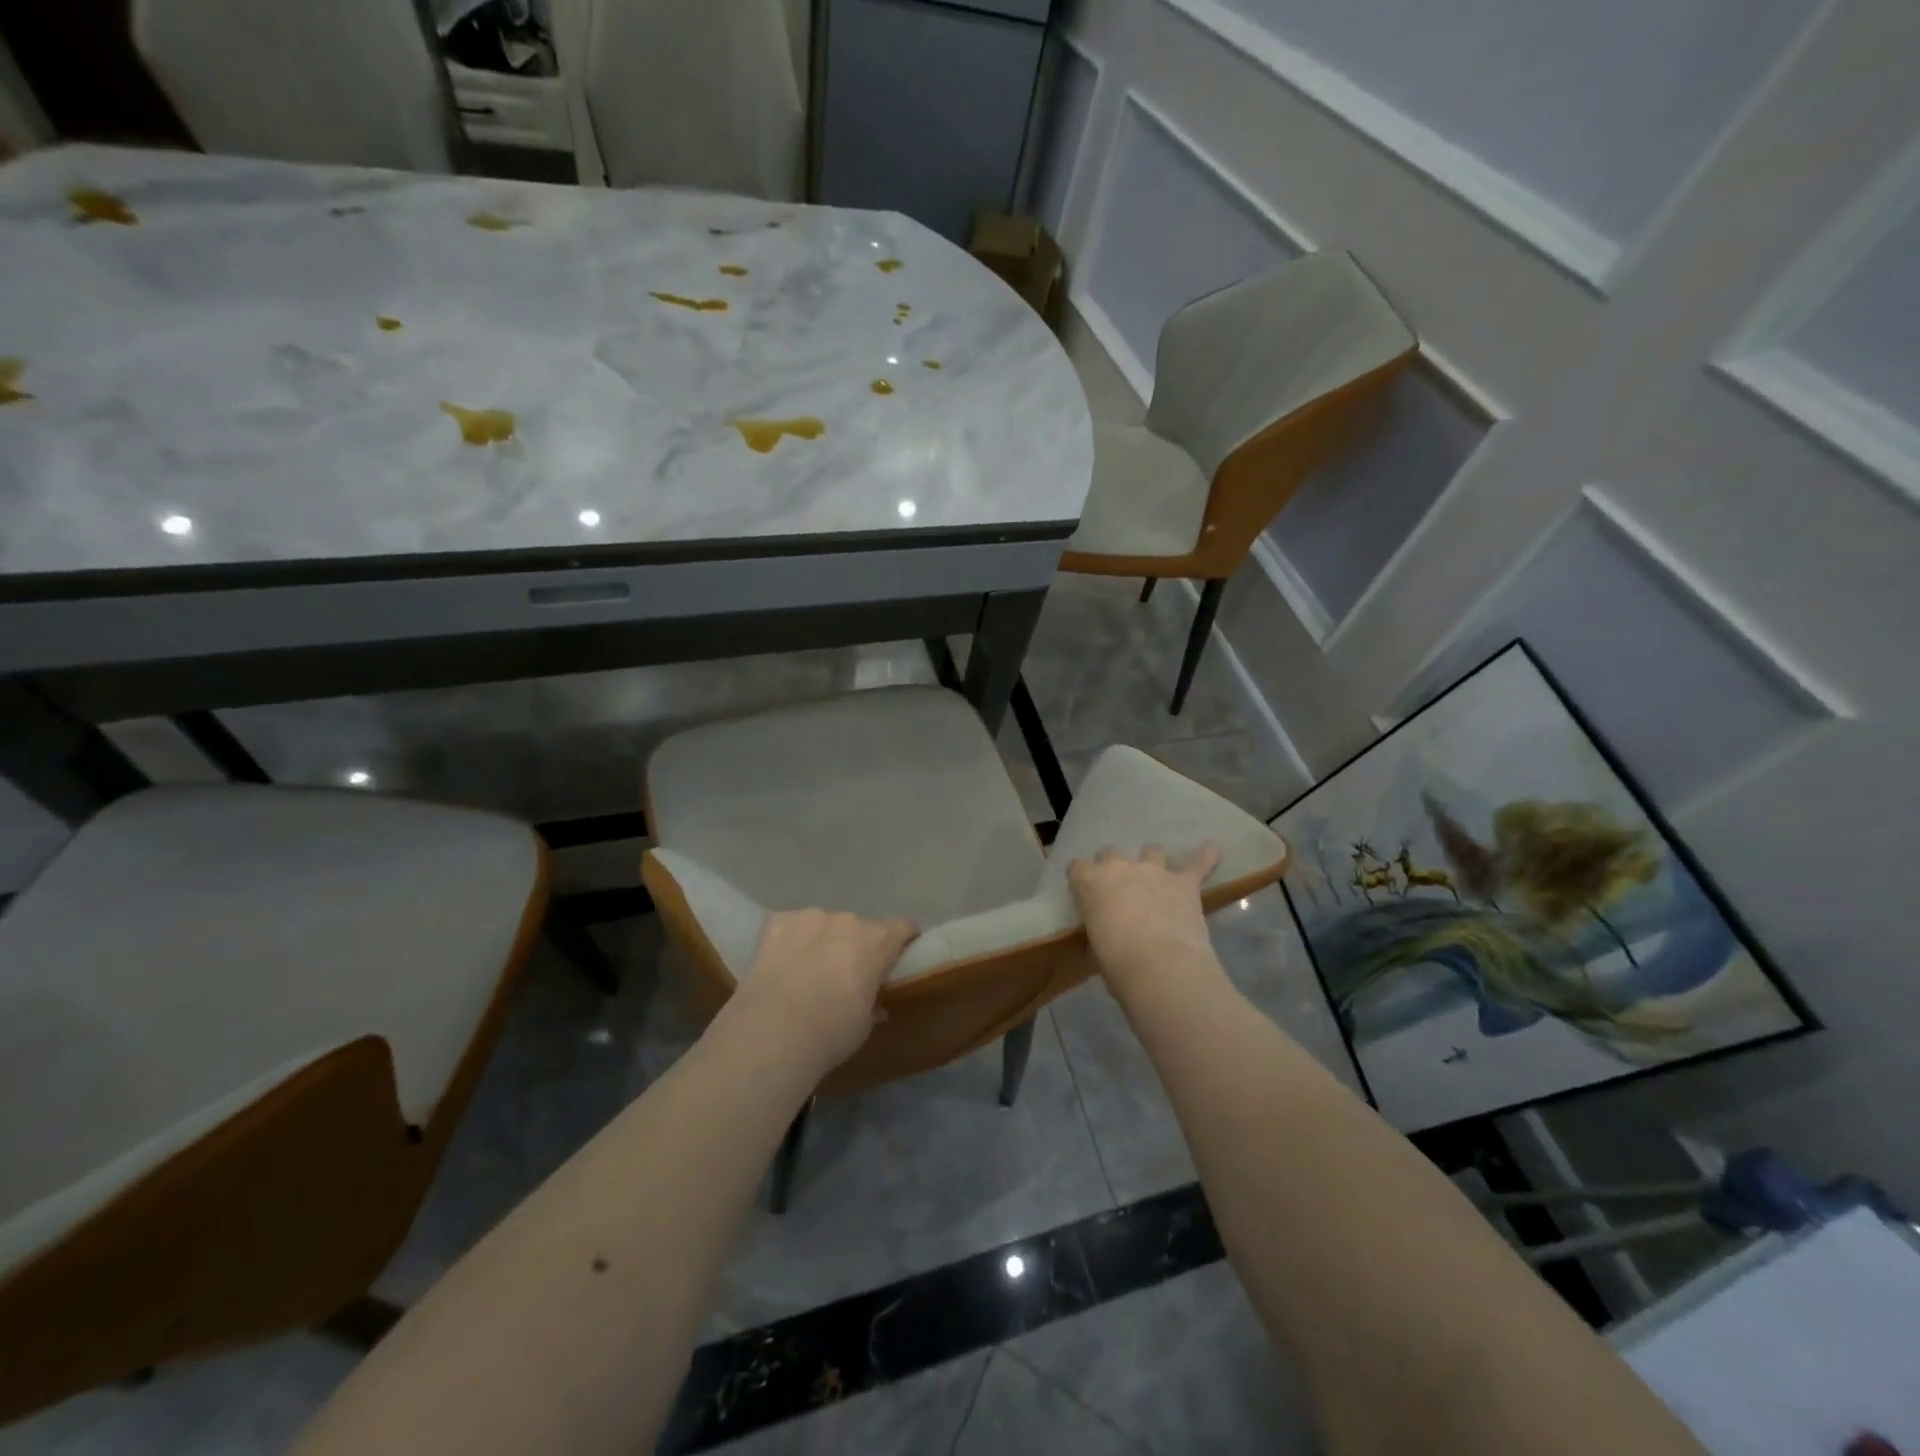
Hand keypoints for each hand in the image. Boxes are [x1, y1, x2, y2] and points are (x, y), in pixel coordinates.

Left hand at [732, 908, 918, 1073]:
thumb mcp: (863, 1025)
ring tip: (804, 971)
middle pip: (859, 927)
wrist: (774, 1031)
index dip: (902, 938)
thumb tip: (875, 1006)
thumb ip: (872, 1005)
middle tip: (842, 974)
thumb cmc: (831, 1032)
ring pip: (822, 925)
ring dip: (820, 941)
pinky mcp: (778, 921)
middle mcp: (848, 921)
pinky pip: (790, 926)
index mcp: (877, 942)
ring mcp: (811, 917)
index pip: (903, 927)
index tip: (898, 953)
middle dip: (854, 946)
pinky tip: (778, 964)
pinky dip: (788, 941)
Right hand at [1067, 844, 1221, 997]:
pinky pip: (1198, 863)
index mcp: (1091, 884)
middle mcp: (1120, 868)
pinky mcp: (1185, 883)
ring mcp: (1154, 871)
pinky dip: (1205, 856)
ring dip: (1152, 862)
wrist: (1161, 967)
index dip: (1082, 878)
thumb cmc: (1118, 965)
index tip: (1086, 892)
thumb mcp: (1096, 949)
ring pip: (1151, 850)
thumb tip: (1106, 936)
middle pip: (1111, 853)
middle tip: (1120, 889)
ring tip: (1158, 877)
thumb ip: (1100, 931)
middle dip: (1114, 867)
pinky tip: (1212, 848)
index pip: (1077, 867)